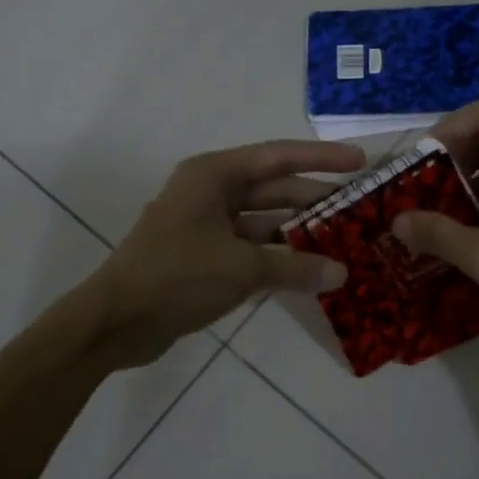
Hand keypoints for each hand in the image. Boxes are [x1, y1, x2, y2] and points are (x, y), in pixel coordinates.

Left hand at [84, 139, 363, 367]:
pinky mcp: (203, 258)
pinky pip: (250, 249)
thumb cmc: (177, 277)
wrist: (117, 321)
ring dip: (298, 233)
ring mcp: (205, 226)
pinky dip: (277, 257)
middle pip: (272, 189)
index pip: (278, 157)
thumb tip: (342, 273)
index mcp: (213, 176)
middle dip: (314, 199)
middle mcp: (209, 193)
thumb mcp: (242, 268)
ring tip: (345, 241)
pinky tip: (309, 269)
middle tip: (361, 209)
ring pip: (262, 222)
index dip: (321, 158)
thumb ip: (295, 268)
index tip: (360, 163)